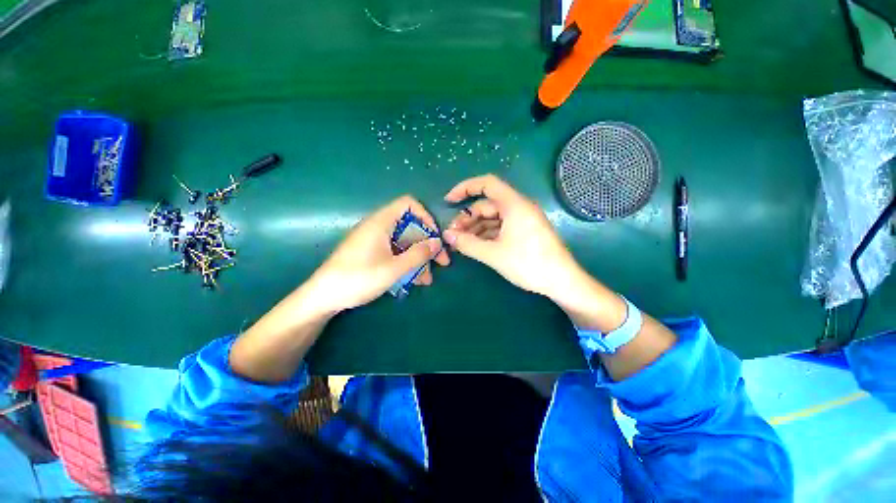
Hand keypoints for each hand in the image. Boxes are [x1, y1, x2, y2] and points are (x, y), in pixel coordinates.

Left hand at [305, 195, 449, 313]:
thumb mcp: (393, 269)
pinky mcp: (372, 253)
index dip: (425, 217)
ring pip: (404, 242)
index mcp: (381, 222)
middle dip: (427, 244)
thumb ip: (418, 255)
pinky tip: (414, 280)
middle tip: (441, 262)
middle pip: (410, 226)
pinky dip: (406, 263)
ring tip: (427, 279)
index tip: (435, 237)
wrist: (323, 297)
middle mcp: (378, 227)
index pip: (408, 204)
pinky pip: (395, 252)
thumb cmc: (358, 279)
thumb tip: (437, 243)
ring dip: (418, 258)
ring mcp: (375, 240)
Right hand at [442, 174, 581, 301]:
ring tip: (461, 243)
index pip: (486, 184)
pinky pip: (501, 227)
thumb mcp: (494, 254)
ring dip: (475, 228)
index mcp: (514, 204)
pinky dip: (487, 234)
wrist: (562, 281)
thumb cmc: (529, 264)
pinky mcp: (524, 231)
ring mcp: (522, 220)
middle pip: (487, 205)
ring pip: (493, 218)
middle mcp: (519, 207)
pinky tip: (476, 245)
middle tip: (453, 235)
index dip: (465, 188)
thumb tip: (447, 235)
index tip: (449, 201)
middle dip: (468, 218)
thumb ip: (467, 243)